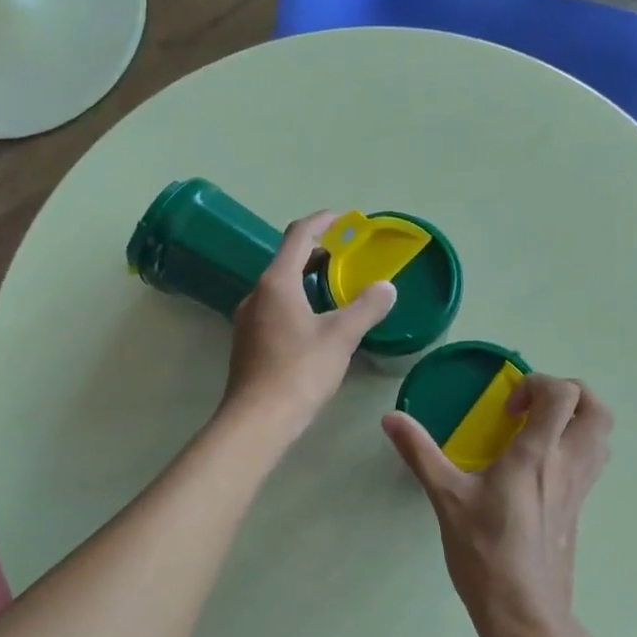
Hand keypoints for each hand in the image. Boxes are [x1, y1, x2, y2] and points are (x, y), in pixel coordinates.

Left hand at [223, 211, 396, 443]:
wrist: (258, 419)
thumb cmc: (300, 371)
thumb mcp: (341, 337)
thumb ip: (366, 308)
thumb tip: (387, 287)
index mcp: (277, 283)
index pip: (297, 236)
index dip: (320, 222)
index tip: (341, 217)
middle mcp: (257, 295)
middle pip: (286, 261)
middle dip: (314, 252)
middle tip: (342, 254)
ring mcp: (249, 320)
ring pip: (279, 287)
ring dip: (304, 279)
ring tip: (332, 287)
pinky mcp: (249, 343)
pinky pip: (275, 309)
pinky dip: (296, 302)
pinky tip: (314, 323)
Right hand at [383, 375, 612, 636]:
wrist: (524, 612)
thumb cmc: (485, 553)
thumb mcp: (446, 499)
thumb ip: (420, 453)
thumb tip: (390, 418)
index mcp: (537, 455)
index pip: (561, 394)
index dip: (536, 385)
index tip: (507, 410)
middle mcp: (568, 464)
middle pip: (596, 408)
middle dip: (567, 394)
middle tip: (531, 409)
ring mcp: (580, 488)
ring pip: (601, 436)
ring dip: (577, 419)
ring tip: (539, 431)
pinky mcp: (580, 509)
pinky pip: (593, 462)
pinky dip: (576, 447)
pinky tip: (541, 467)